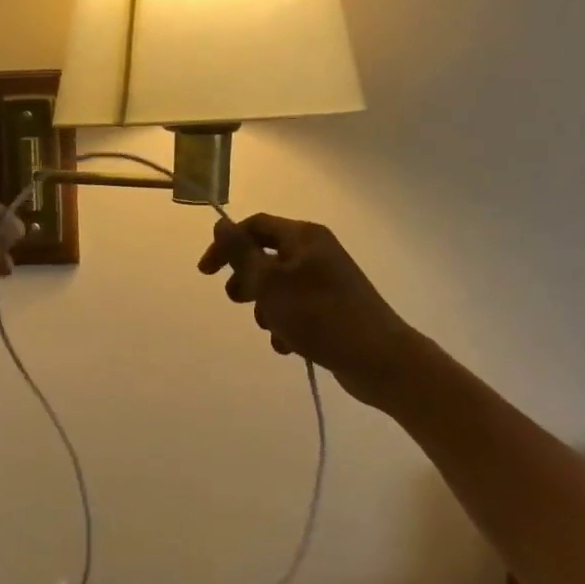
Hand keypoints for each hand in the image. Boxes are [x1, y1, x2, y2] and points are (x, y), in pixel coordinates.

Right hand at [198, 214, 414, 406]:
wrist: (378, 359)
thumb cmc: (319, 315)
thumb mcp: (270, 282)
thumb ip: (241, 253)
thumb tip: (221, 224)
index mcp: (304, 237)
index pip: (255, 226)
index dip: (226, 245)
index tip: (206, 273)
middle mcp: (316, 252)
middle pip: (265, 257)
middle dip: (247, 281)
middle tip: (240, 301)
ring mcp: (326, 281)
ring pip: (278, 288)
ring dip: (266, 309)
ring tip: (273, 329)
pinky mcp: (331, 308)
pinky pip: (295, 310)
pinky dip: (286, 325)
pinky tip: (289, 345)